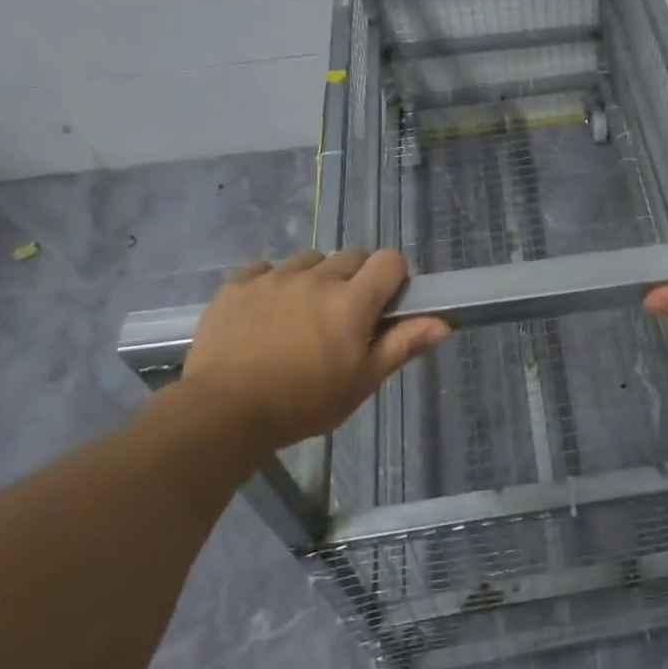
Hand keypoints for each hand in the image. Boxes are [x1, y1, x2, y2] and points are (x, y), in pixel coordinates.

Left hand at [178, 249, 449, 449]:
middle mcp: (317, 278)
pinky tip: (266, 315)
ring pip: (309, 261)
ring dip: (315, 279)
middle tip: (343, 317)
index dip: (394, 277)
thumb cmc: (303, 403)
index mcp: (352, 301)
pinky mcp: (238, 285)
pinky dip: (274, 284)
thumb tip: (444, 323)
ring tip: (301, 316)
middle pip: (351, 256)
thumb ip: (402, 345)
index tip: (385, 304)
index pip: (389, 261)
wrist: (223, 412)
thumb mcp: (361, 381)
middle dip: (356, 279)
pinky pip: (266, 269)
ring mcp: (274, 277)